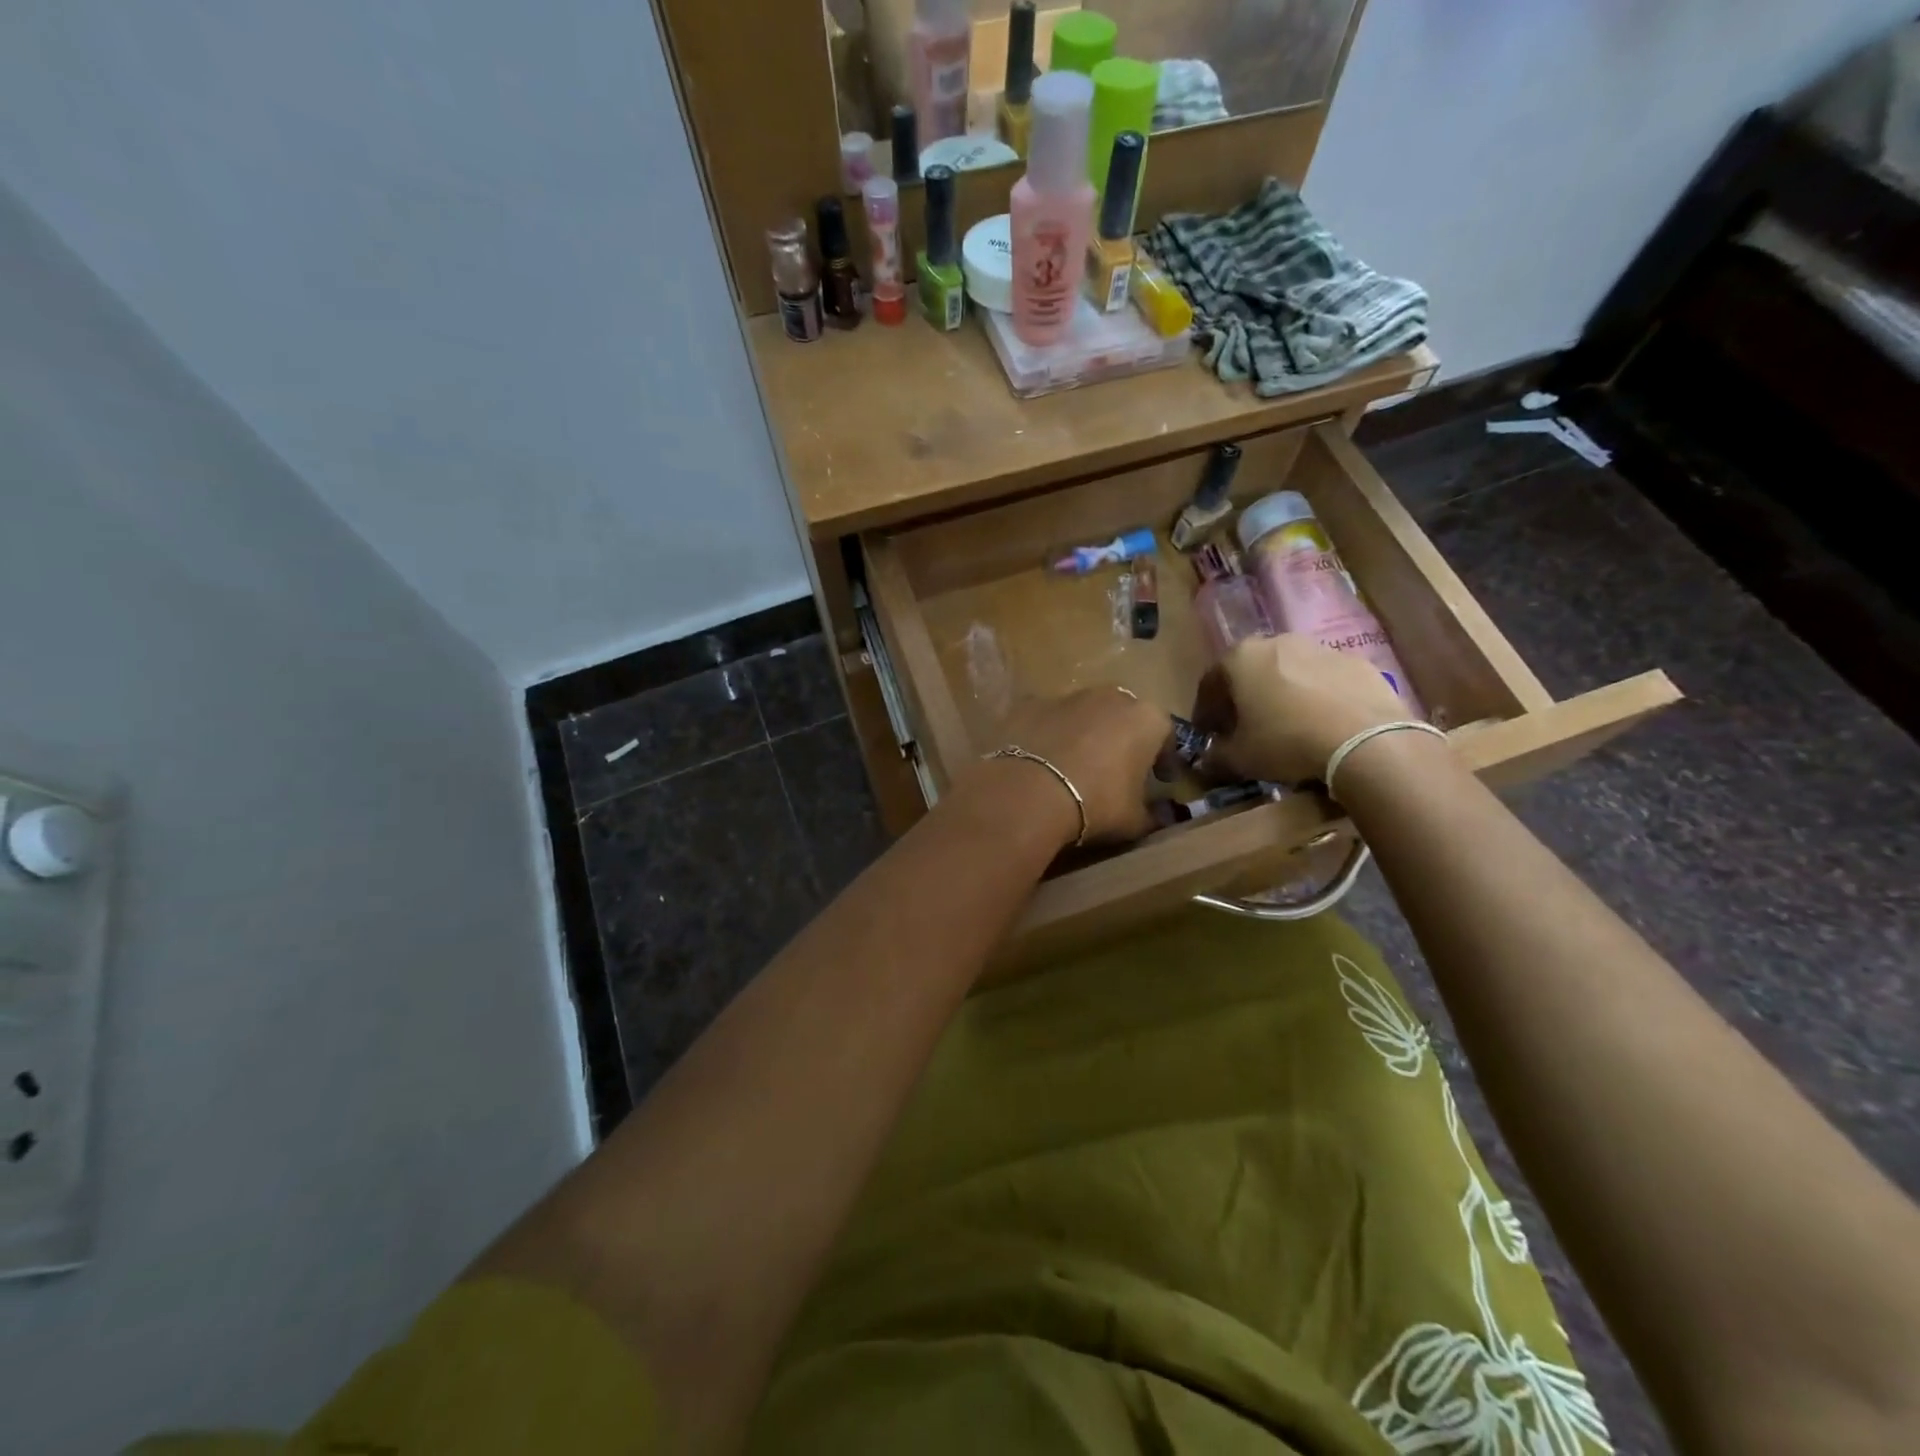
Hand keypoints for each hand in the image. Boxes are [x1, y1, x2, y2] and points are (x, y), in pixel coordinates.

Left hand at [961, 687, 1170, 848]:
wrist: (1030, 792)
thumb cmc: (1097, 804)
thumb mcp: (1135, 821)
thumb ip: (1153, 816)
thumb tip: (1162, 817)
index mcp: (1146, 719)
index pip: (1165, 734)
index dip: (1163, 758)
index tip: (1160, 779)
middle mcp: (1110, 697)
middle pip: (1123, 716)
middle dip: (1123, 739)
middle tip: (1117, 769)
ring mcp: (1067, 696)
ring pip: (1084, 713)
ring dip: (1085, 734)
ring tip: (1076, 766)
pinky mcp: (1030, 704)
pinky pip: (1048, 720)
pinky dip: (1048, 735)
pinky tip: (1041, 761)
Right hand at [1192, 636, 1408, 784]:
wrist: (1365, 741)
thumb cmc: (1286, 742)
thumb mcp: (1239, 758)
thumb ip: (1216, 757)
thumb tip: (1207, 762)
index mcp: (1241, 658)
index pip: (1210, 682)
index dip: (1206, 711)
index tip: (1209, 733)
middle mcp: (1278, 642)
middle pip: (1251, 671)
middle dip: (1245, 698)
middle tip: (1246, 728)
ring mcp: (1322, 649)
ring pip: (1290, 672)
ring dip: (1283, 695)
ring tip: (1289, 728)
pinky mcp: (1358, 663)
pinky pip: (1326, 681)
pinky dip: (1318, 698)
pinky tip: (1324, 726)